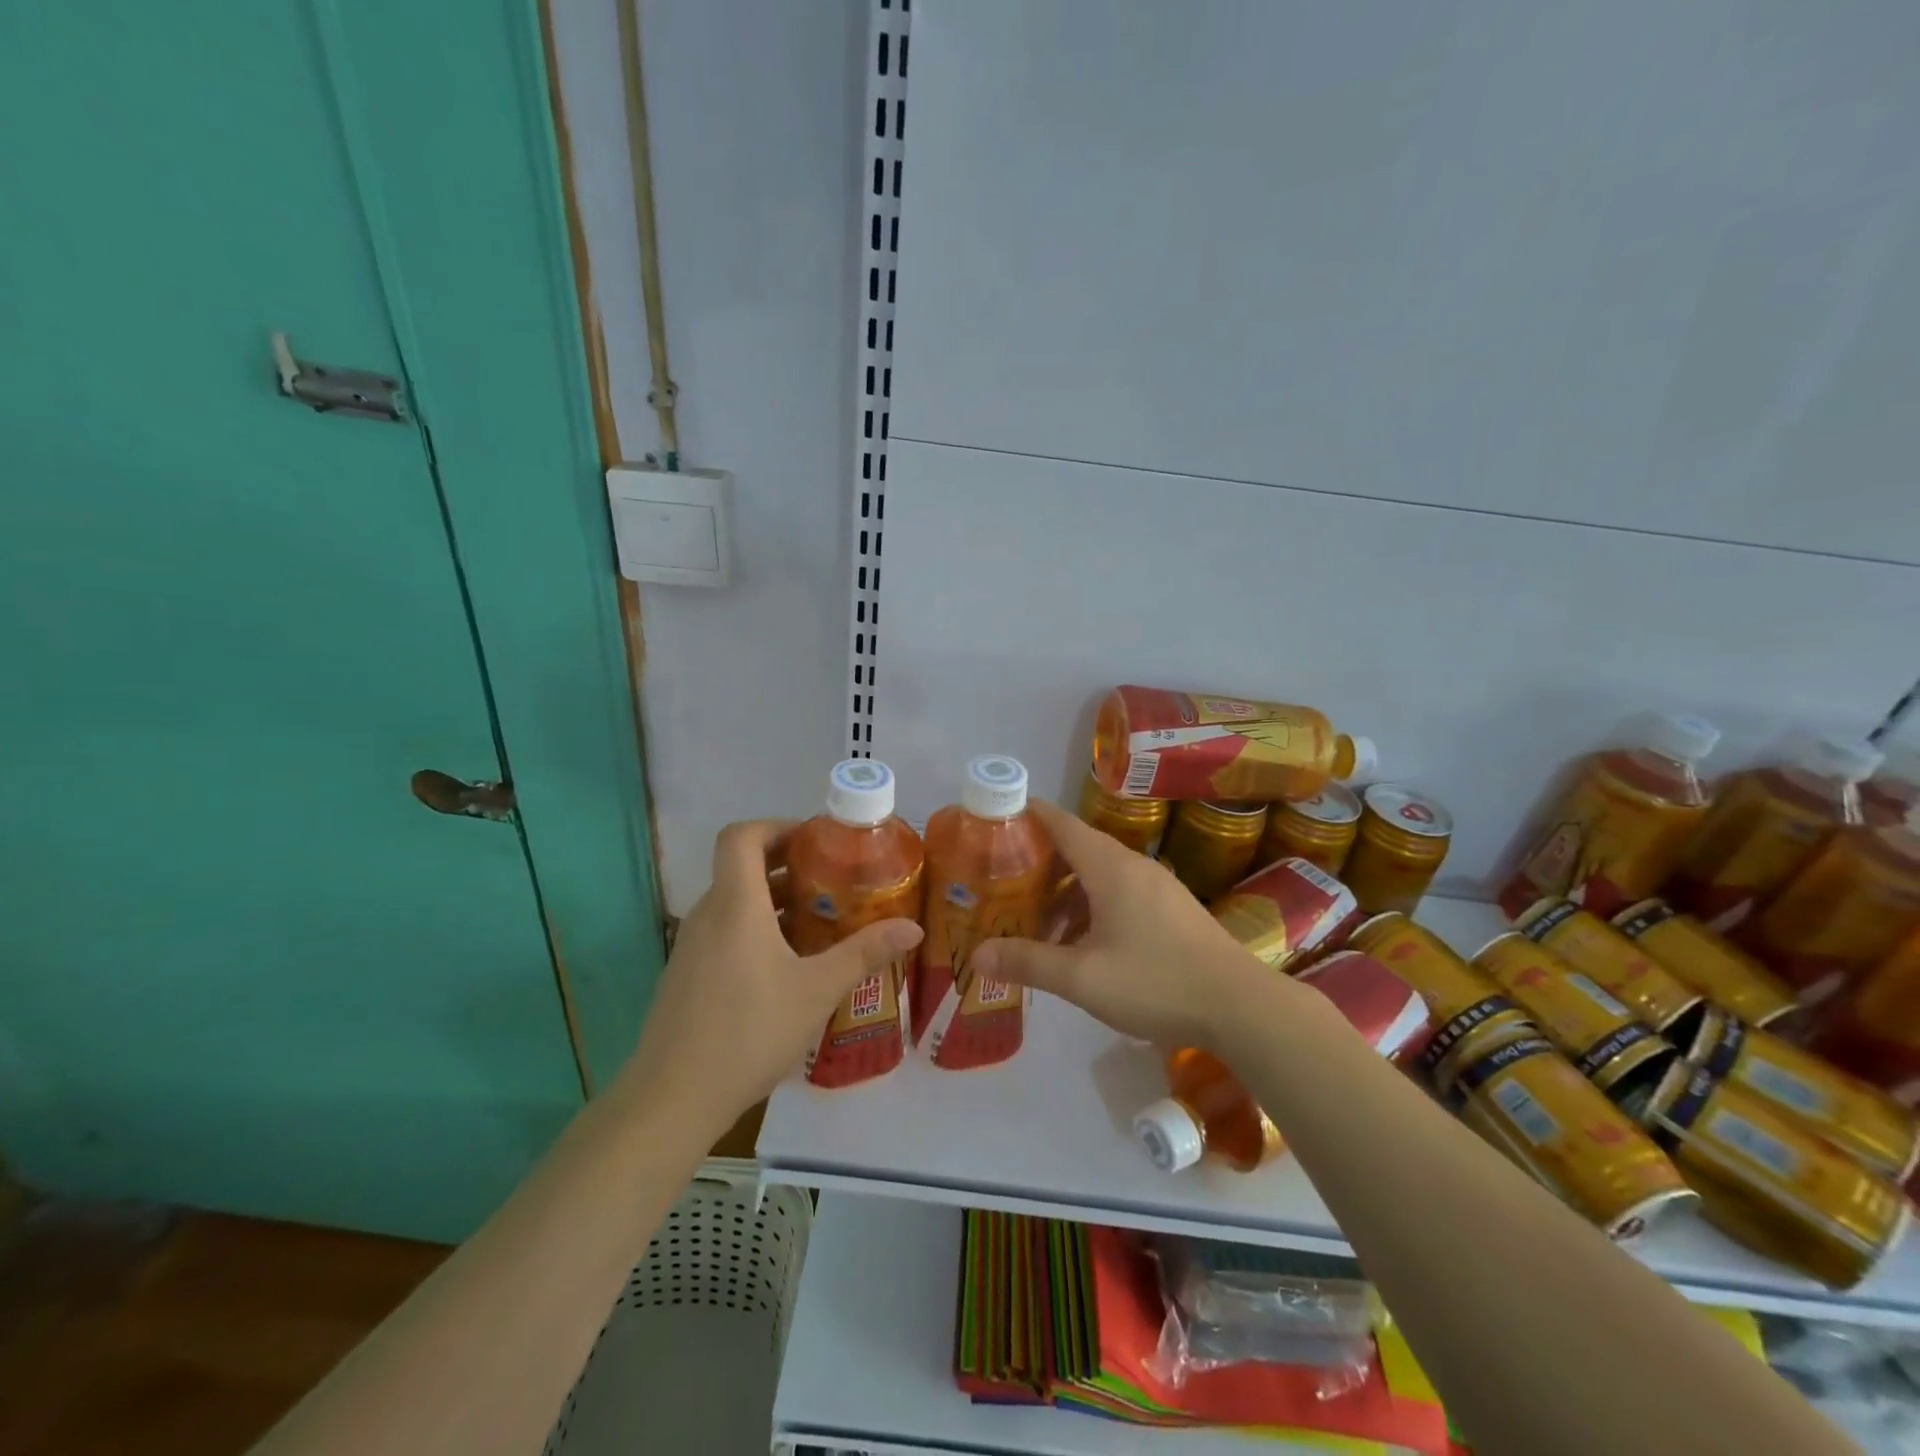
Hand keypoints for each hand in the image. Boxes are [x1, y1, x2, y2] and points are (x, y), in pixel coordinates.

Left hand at [617, 819, 923, 1135]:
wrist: (671, 1099)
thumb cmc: (749, 1031)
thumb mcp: (817, 990)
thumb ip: (864, 953)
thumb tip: (912, 927)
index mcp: (735, 903)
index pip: (741, 836)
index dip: (776, 827)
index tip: (814, 842)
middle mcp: (707, 914)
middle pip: (740, 867)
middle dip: (786, 865)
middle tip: (831, 881)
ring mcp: (691, 947)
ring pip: (733, 902)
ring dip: (772, 900)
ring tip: (818, 921)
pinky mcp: (685, 975)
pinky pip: (723, 932)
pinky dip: (754, 929)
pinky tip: (786, 967)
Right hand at [971, 800, 1265, 1048]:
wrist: (1241, 1006)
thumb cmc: (1156, 981)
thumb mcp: (1083, 978)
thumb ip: (1029, 962)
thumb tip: (977, 954)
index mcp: (1110, 868)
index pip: (1062, 823)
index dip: (1029, 814)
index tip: (997, 815)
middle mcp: (1133, 866)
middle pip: (1078, 848)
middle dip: (1040, 861)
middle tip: (1003, 880)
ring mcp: (1158, 887)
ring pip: (1099, 874)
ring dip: (1066, 891)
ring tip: (1037, 921)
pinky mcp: (1172, 909)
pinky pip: (1120, 892)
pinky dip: (1091, 905)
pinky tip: (1082, 942)